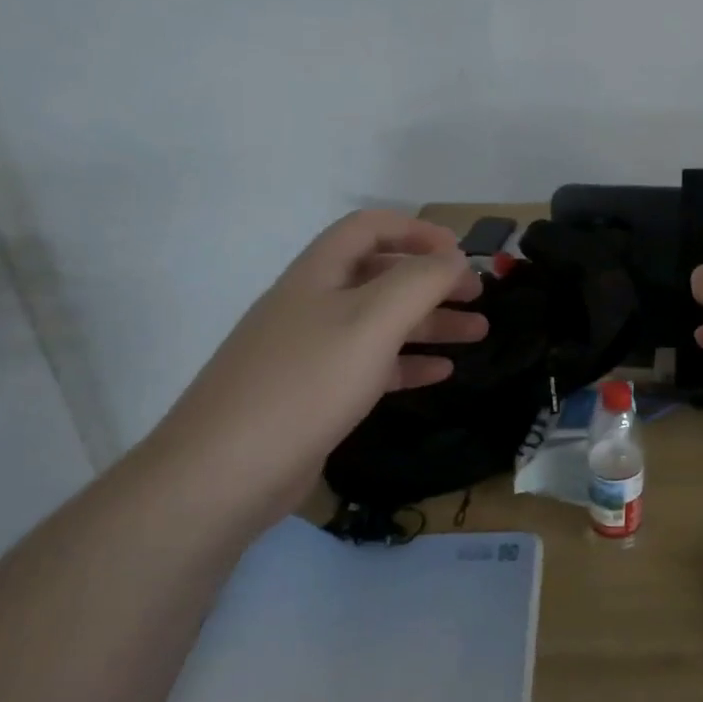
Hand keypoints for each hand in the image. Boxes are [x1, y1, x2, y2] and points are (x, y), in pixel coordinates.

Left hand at [140, 210, 486, 523]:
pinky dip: (408, 363)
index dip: (417, 230)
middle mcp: (313, 304)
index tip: (460, 254)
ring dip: (430, 322)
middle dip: (432, 280)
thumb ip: (420, 282)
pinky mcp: (315, 394)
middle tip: (477, 295)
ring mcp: (311, 351)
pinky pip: (371, 365)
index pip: (370, 227)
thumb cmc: (306, 383)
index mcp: (319, 274)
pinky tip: (441, 372)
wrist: (225, 473)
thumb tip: (454, 258)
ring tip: (478, 332)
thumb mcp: (372, 321)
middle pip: (381, 275)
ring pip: (381, 322)